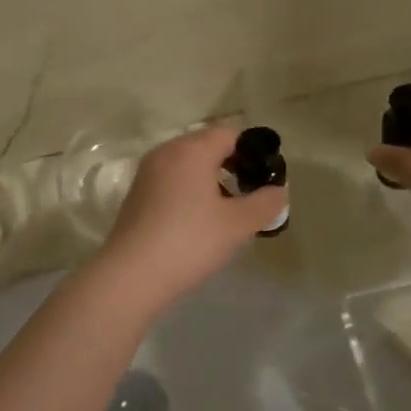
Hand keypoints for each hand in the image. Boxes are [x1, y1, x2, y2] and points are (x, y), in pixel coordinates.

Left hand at [94, 126, 286, 308]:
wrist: (131, 275)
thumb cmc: (190, 242)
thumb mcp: (238, 224)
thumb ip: (265, 203)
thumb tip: (279, 190)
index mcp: (191, 150)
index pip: (229, 134)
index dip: (252, 151)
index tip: (266, 178)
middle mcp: (166, 153)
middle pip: (206, 146)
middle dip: (231, 165)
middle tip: (250, 195)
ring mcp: (147, 173)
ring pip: (187, 164)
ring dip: (210, 180)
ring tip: (227, 211)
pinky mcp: (136, 195)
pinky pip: (171, 180)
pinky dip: (189, 191)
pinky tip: (197, 221)